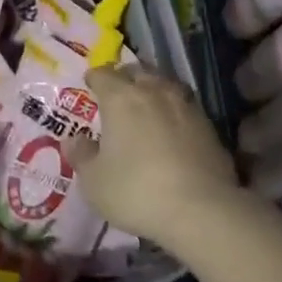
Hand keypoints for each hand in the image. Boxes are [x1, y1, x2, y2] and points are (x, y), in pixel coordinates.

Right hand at [67, 66, 241, 249]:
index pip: (103, 75)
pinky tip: (174, 129)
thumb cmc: (136, 191)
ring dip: (154, 90)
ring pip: (165, 85)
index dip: (94, 78)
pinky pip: (185, 108)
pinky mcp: (208, 125)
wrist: (200, 210)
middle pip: (137, 72)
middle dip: (126, 78)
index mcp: (121, 98)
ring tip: (148, 105)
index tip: (90, 84)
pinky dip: (175, 112)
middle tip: (118, 92)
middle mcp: (153, 92)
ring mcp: (184, 106)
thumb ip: (81, 156)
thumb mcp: (94, 182)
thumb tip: (73, 140)